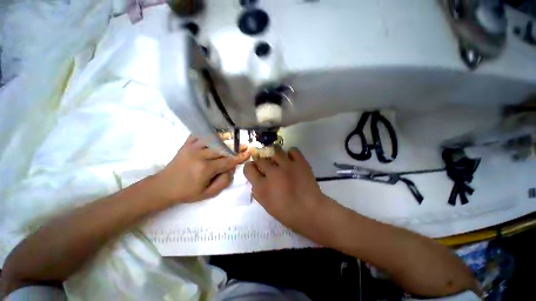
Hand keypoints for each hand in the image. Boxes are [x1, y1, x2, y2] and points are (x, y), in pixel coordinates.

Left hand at [154, 135, 249, 203]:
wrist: (164, 187)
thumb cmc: (187, 192)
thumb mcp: (208, 194)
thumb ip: (223, 182)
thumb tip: (231, 169)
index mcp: (205, 169)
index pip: (227, 161)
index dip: (239, 157)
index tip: (248, 153)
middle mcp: (200, 155)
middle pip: (222, 148)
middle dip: (236, 147)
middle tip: (244, 145)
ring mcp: (192, 148)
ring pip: (213, 139)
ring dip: (225, 138)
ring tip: (233, 138)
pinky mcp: (186, 144)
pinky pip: (199, 134)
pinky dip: (208, 133)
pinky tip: (215, 134)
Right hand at [244, 147, 333, 232]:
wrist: (311, 211)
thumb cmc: (287, 213)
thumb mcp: (266, 204)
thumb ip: (259, 189)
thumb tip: (258, 178)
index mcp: (261, 187)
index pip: (248, 169)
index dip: (250, 167)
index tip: (254, 168)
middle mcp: (272, 173)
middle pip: (260, 158)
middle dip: (261, 159)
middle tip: (266, 163)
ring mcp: (286, 166)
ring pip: (274, 150)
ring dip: (274, 153)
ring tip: (277, 157)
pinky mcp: (300, 162)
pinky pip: (292, 150)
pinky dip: (290, 153)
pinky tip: (291, 159)